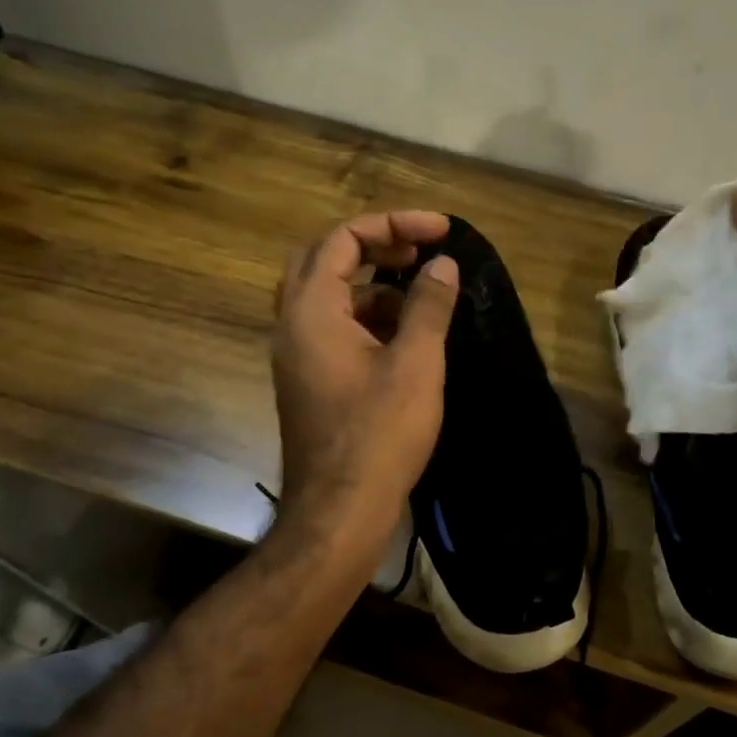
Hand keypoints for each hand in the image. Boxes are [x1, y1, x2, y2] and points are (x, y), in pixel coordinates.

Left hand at [271, 211, 458, 548]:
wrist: (340, 512)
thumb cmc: (379, 434)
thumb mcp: (415, 363)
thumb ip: (428, 305)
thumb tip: (443, 265)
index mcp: (310, 311)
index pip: (341, 238)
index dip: (393, 224)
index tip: (440, 232)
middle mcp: (292, 325)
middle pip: (324, 259)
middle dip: (375, 245)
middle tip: (419, 251)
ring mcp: (298, 355)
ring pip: (329, 295)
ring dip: (373, 284)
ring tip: (422, 294)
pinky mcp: (310, 380)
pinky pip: (335, 328)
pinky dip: (368, 317)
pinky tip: (407, 336)